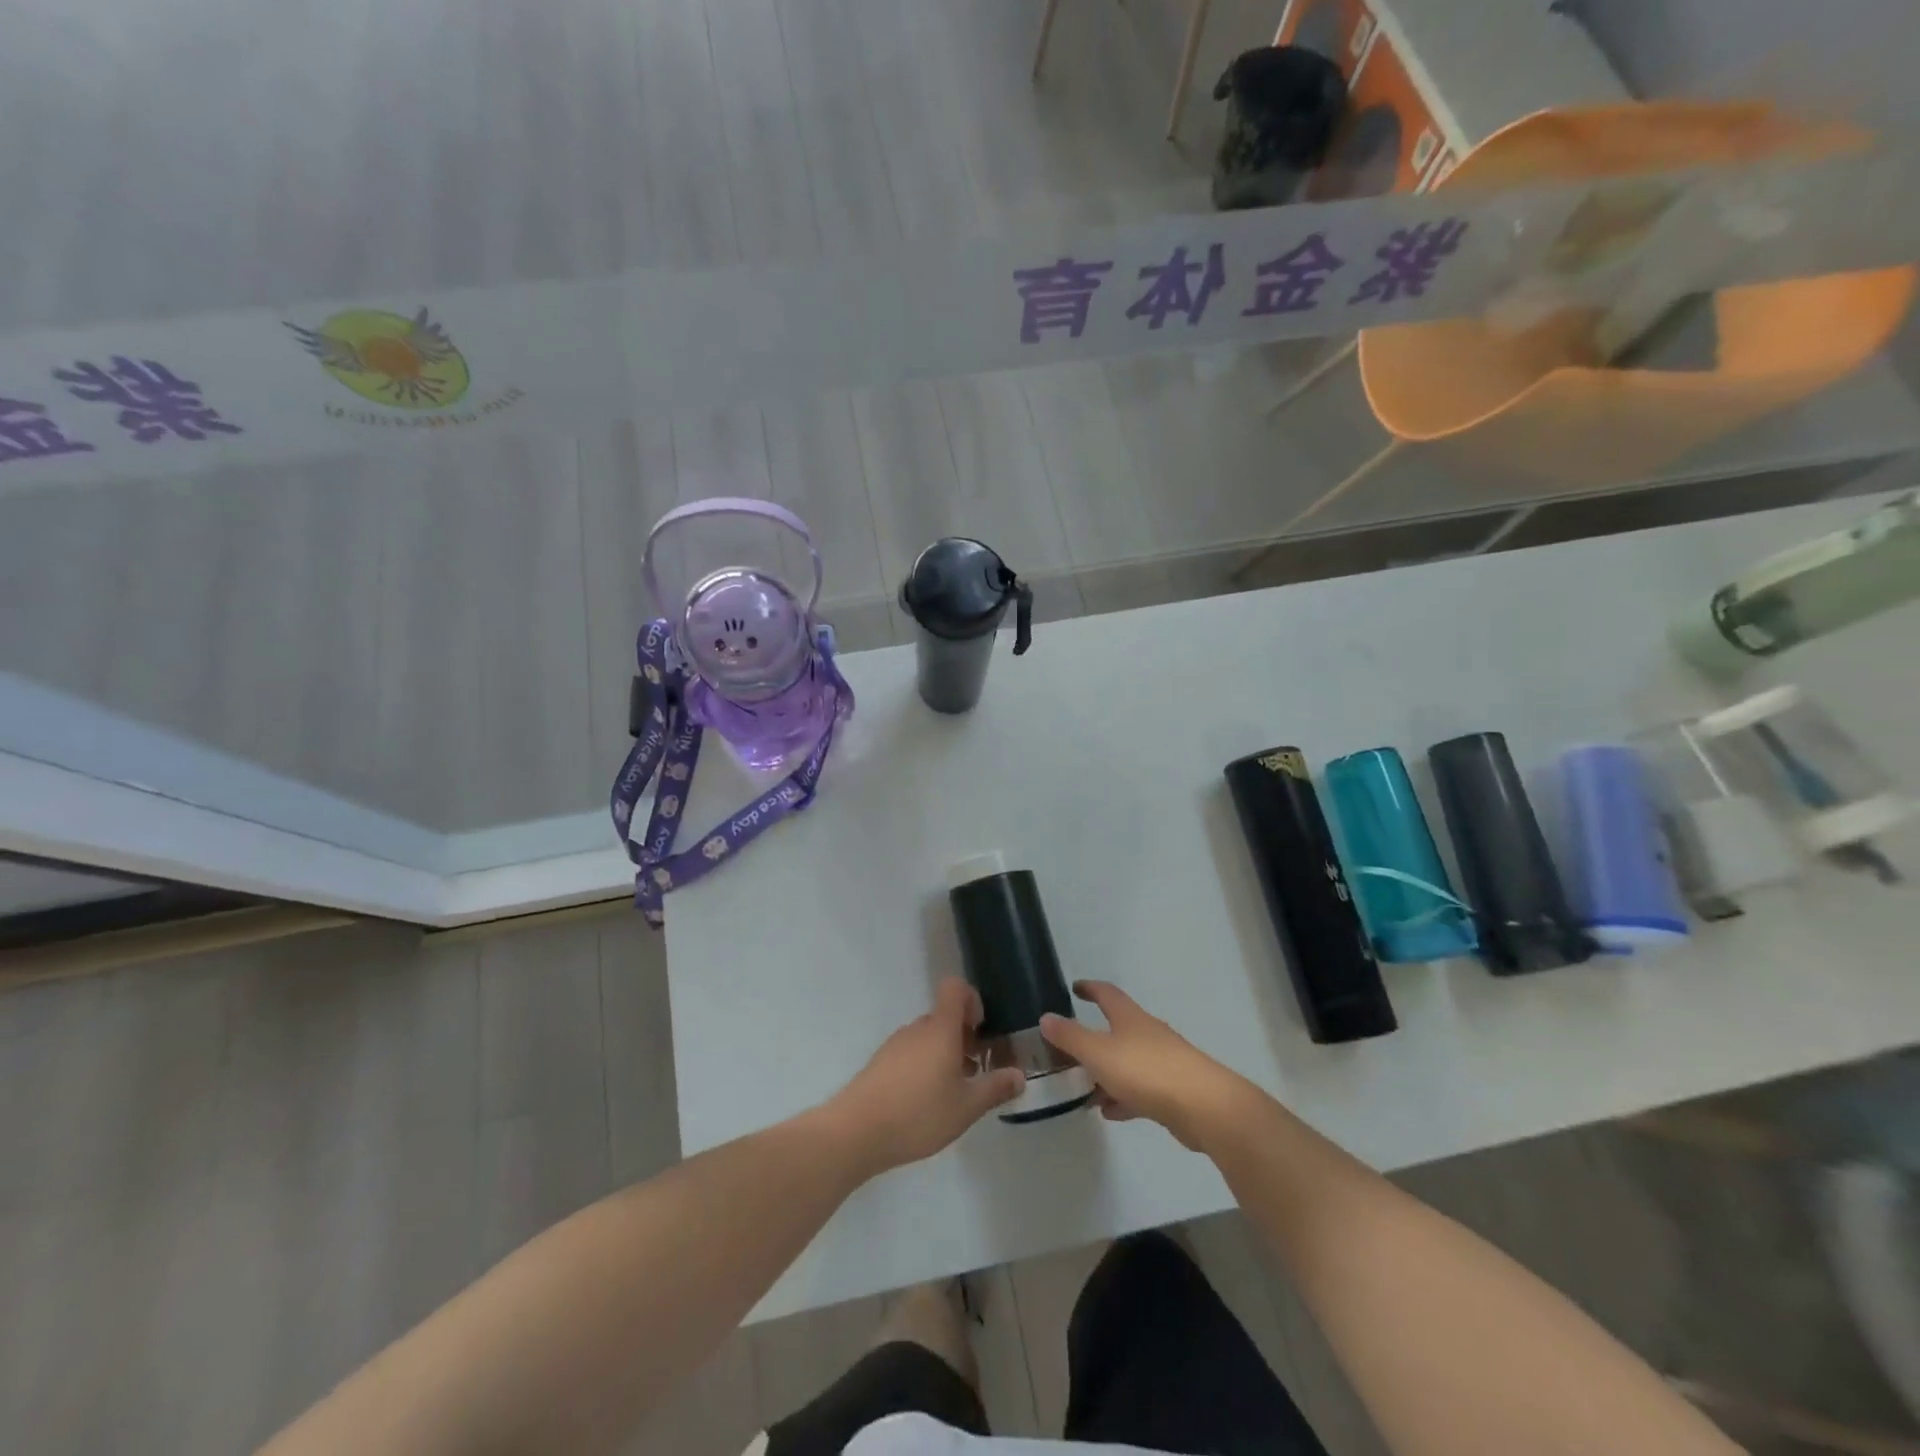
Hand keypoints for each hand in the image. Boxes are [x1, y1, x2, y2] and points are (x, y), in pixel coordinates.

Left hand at [824, 979, 1025, 1176]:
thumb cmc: (918, 1113)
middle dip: (963, 1036)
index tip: (981, 1030)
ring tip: (953, 1091)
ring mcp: (895, 1044)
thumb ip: (995, 1088)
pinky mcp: (880, 1063)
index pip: (955, 988)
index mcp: (940, 1028)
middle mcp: (917, 1028)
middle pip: (943, 1016)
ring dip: (944, 1053)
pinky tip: (926, 1102)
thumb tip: (1019, 1075)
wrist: (856, 1131)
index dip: (972, 1000)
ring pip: (927, 1037)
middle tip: (976, 1070)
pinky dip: (924, 1066)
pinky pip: (910, 1052)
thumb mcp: (966, 1107)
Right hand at [1039, 981, 1252, 1150]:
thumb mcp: (1099, 1053)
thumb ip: (1070, 1037)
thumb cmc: (1147, 1071)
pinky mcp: (1173, 1091)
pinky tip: (1110, 1112)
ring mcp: (1163, 1062)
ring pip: (1127, 1062)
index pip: (1106, 993)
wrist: (1204, 1107)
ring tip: (1084, 1090)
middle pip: (1116, 1029)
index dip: (1089, 988)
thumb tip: (1046, 1017)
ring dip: (1106, 1073)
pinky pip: (1140, 1089)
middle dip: (1093, 1038)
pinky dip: (1123, 1096)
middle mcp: (1147, 1033)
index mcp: (1129, 1017)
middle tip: (1069, 1050)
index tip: (1075, 988)